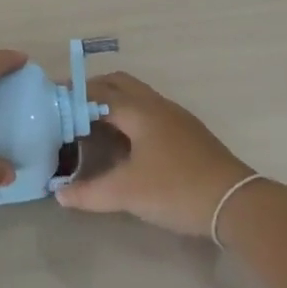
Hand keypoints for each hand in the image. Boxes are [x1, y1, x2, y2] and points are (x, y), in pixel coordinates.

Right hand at [55, 72, 255, 237]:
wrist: (236, 203)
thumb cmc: (176, 189)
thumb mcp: (127, 193)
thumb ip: (89, 193)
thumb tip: (59, 194)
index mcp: (139, 111)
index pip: (98, 94)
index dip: (73, 97)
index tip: (51, 104)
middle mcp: (157, 105)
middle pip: (119, 84)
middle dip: (92, 91)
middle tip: (70, 109)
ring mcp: (176, 117)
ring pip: (137, 96)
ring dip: (113, 102)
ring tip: (91, 124)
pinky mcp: (187, 133)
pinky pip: (150, 111)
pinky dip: (130, 115)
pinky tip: (124, 141)